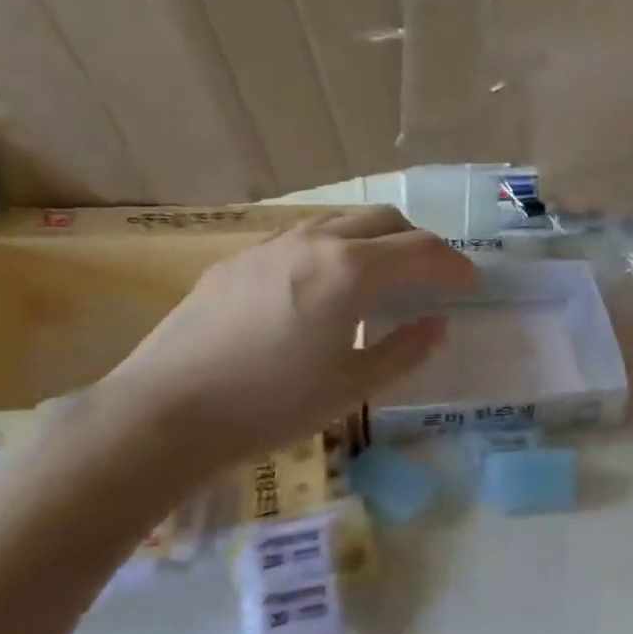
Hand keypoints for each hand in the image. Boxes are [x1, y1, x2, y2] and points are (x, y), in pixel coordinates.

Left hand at [96, 208, 475, 471]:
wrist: (163, 413)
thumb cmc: (272, 404)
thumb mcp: (353, 386)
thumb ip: (405, 350)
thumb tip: (437, 325)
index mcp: (350, 271)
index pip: (421, 250)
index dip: (453, 265)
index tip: (470, 285)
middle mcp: (314, 242)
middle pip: (383, 220)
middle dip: (418, 243)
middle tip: (431, 278)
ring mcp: (270, 247)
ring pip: (339, 222)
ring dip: (375, 240)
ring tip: (383, 277)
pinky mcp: (237, 261)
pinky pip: (301, 238)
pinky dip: (334, 248)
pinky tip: (324, 287)